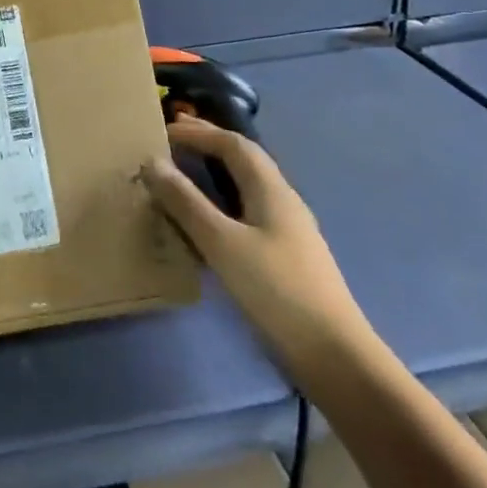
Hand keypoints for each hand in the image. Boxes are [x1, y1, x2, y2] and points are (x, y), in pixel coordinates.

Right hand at [141, 116, 373, 392]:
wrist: (334, 356)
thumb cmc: (276, 290)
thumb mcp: (221, 242)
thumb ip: (185, 201)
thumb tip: (152, 161)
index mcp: (271, 190)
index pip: (233, 144)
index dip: (199, 132)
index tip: (163, 130)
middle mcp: (283, 201)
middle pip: (244, 160)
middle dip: (208, 145)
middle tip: (171, 142)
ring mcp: (288, 231)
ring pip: (246, 187)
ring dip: (215, 173)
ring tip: (182, 176)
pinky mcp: (286, 257)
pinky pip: (247, 213)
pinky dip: (221, 203)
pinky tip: (207, 223)